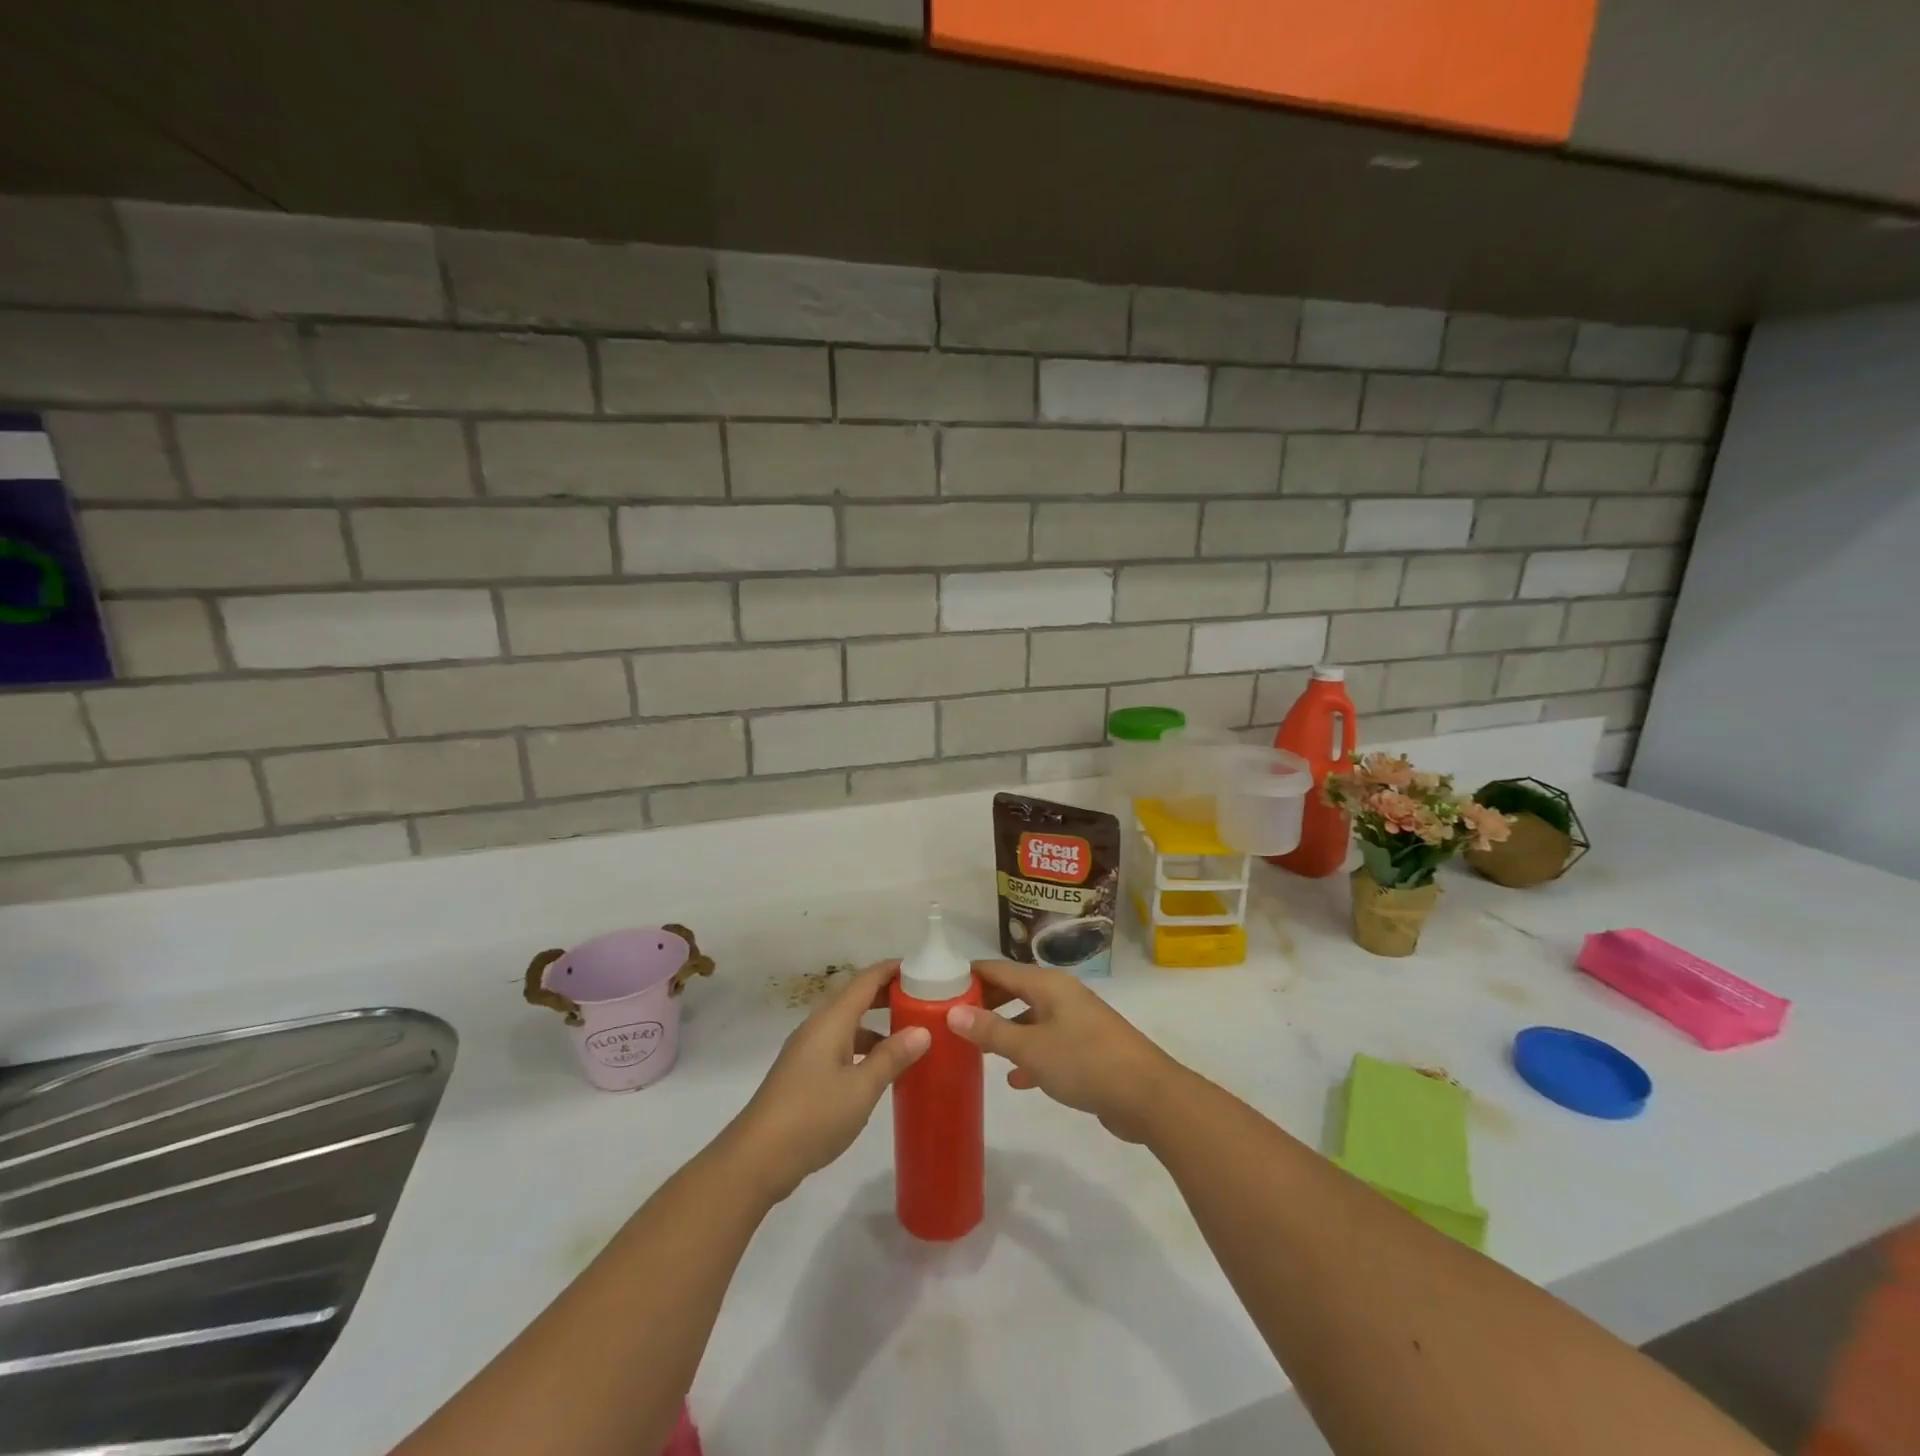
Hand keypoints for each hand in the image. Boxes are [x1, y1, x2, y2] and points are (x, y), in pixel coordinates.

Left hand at [724, 960, 929, 1202]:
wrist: (756, 1158)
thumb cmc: (813, 1116)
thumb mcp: (861, 1088)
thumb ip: (891, 1057)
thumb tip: (923, 1030)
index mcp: (831, 1021)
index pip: (865, 981)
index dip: (891, 970)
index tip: (921, 968)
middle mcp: (817, 1027)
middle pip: (854, 998)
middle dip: (885, 994)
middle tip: (921, 1000)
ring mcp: (806, 1050)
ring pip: (845, 1024)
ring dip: (874, 1023)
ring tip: (906, 1035)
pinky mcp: (802, 1073)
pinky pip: (837, 1045)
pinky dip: (860, 1046)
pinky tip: (876, 1070)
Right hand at [946, 961, 1183, 1143]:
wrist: (1148, 1096)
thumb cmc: (1085, 1062)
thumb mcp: (1031, 1048)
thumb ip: (991, 1031)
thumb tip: (953, 1012)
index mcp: (1048, 985)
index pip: (999, 969)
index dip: (970, 975)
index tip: (939, 987)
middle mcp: (1062, 996)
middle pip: (1015, 991)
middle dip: (985, 1003)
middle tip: (952, 1020)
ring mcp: (1076, 1022)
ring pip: (1031, 1019)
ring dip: (1005, 1031)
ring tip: (975, 1048)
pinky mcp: (1087, 1049)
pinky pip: (1047, 1044)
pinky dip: (1028, 1055)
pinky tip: (1014, 1079)